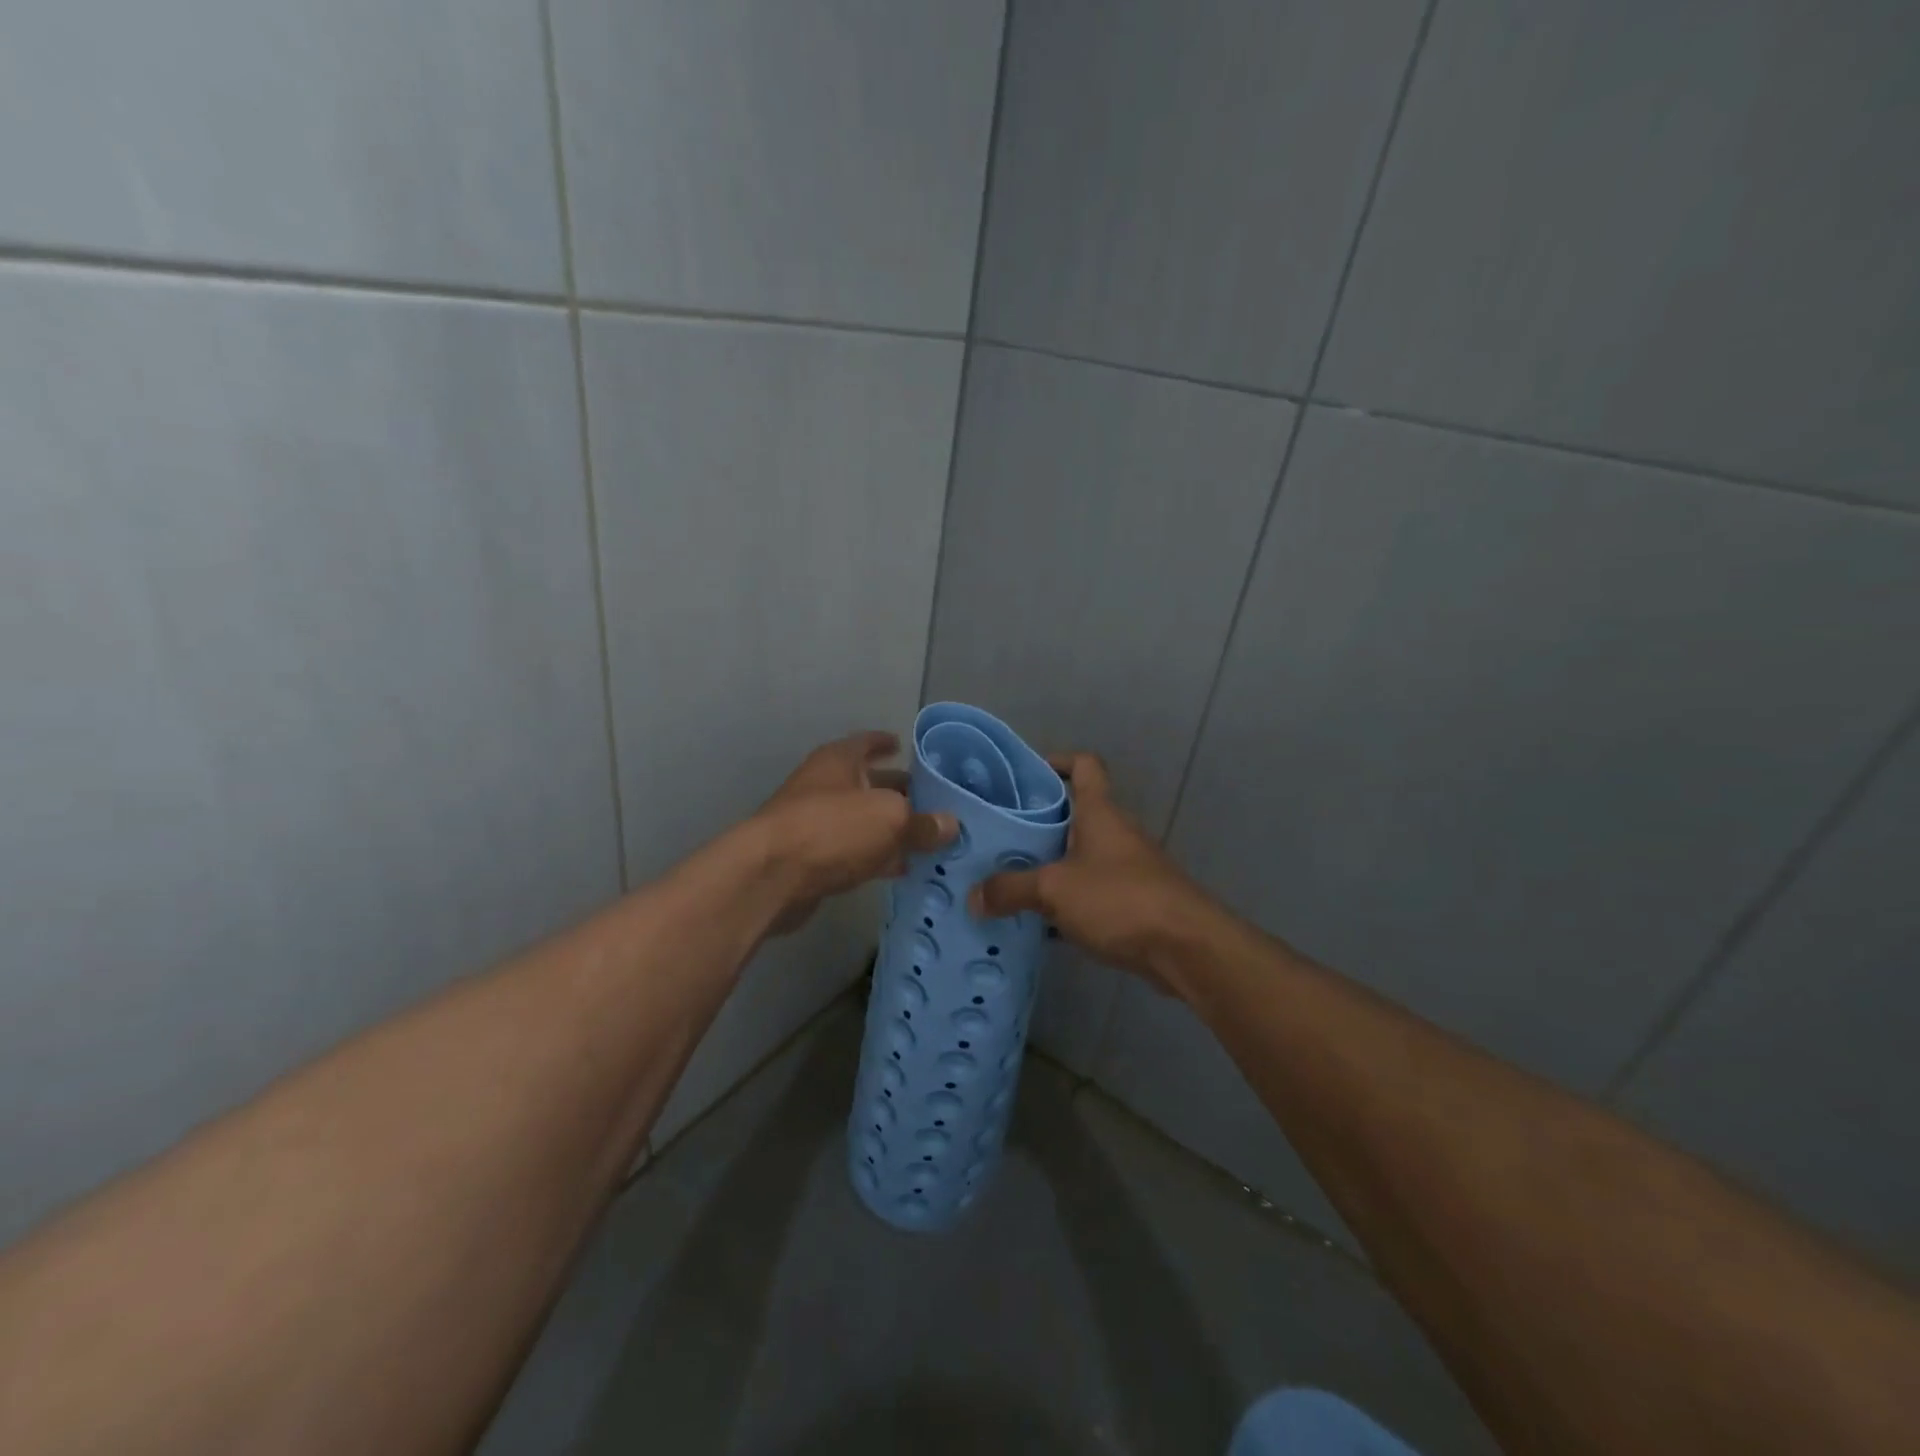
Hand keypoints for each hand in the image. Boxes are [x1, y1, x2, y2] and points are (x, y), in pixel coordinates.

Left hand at [755, 731, 955, 934]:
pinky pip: (854, 852)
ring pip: (863, 821)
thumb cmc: (832, 828)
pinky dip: (877, 857)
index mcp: (839, 761)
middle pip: (868, 784)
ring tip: (927, 837)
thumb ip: (922, 822)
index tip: (904, 746)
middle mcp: (825, 786)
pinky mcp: (813, 859)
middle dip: (898, 791)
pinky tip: (902, 868)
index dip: (886, 742)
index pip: (867, 742)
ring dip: (890, 829)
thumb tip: (951, 825)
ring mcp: (815, 823)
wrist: (770, 876)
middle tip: (933, 800)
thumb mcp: (889, 819)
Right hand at [970, 752, 1215, 992]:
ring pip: (1078, 855)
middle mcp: (1114, 832)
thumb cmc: (1119, 899)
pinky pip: (1088, 890)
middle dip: (1036, 821)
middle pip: (1073, 813)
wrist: (1185, 948)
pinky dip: (1064, 899)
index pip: (1083, 765)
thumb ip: (1011, 889)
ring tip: (1005, 877)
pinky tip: (1036, 919)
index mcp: (1099, 812)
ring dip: (1047, 864)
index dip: (1056, 761)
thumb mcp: (1055, 889)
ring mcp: (1125, 867)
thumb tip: (973, 896)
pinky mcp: (1130, 901)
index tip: (1023, 775)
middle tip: (995, 834)